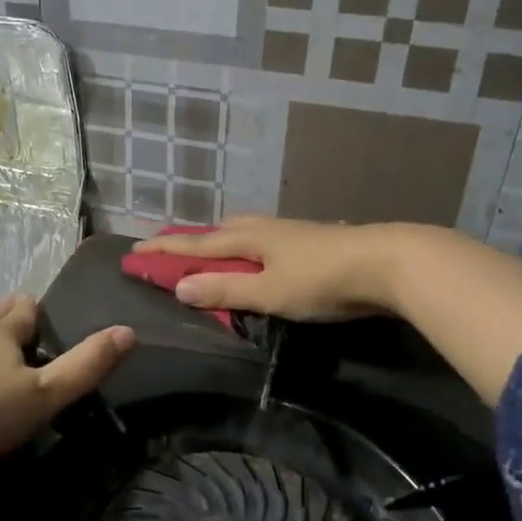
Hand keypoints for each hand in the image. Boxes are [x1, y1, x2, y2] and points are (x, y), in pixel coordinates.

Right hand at [133, 216, 415, 320]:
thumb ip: (225, 291)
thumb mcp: (268, 292)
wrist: (387, 263)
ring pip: (243, 231)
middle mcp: (265, 229)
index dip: (164, 250)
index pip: (195, 245)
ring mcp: (290, 232)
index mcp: (248, 238)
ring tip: (211, 249)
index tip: (134, 250)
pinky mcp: (311, 241)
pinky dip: (246, 246)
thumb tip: (179, 287)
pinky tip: (259, 256)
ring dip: (219, 240)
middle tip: (170, 247)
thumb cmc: (322, 280)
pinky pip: (263, 239)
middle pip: (218, 231)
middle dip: (191, 239)